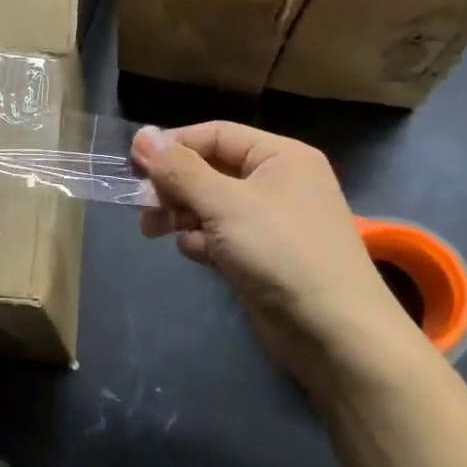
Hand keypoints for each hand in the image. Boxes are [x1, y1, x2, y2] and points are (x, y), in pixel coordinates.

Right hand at [132, 122, 422, 385]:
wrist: (334, 332)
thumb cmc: (281, 252)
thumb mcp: (224, 203)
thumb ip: (180, 169)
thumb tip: (142, 135)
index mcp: (280, 156)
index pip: (215, 135)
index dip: (173, 147)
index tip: (133, 166)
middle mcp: (277, 182)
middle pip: (210, 170)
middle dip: (174, 187)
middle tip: (144, 207)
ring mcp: (271, 221)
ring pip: (211, 205)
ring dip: (183, 216)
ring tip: (158, 231)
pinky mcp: (262, 255)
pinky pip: (221, 235)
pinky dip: (203, 242)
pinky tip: (198, 255)